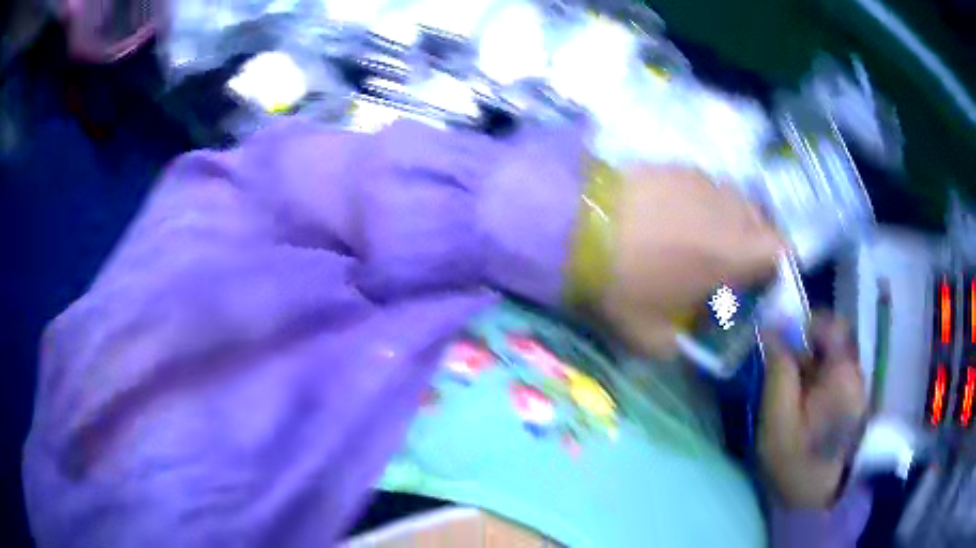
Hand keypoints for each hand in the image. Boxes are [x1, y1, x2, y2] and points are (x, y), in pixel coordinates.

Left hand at [597, 165, 783, 358]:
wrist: (573, 226)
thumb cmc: (620, 283)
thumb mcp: (648, 335)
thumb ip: (677, 346)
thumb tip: (684, 344)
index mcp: (734, 252)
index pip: (782, 250)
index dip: (776, 266)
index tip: (755, 280)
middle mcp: (728, 210)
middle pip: (762, 220)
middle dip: (754, 242)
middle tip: (727, 262)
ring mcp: (702, 181)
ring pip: (735, 199)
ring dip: (729, 219)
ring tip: (699, 237)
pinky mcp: (676, 165)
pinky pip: (705, 184)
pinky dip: (702, 200)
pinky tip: (673, 213)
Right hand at [758, 313, 866, 508]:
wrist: (814, 496)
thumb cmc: (795, 459)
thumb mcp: (778, 416)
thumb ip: (779, 369)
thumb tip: (771, 327)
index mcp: (843, 373)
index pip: (833, 325)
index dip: (807, 325)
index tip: (783, 342)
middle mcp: (855, 373)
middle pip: (833, 340)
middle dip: (806, 349)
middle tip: (783, 373)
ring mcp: (856, 388)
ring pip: (833, 358)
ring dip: (810, 366)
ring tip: (791, 395)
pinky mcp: (852, 402)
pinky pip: (834, 376)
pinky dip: (817, 381)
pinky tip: (803, 405)